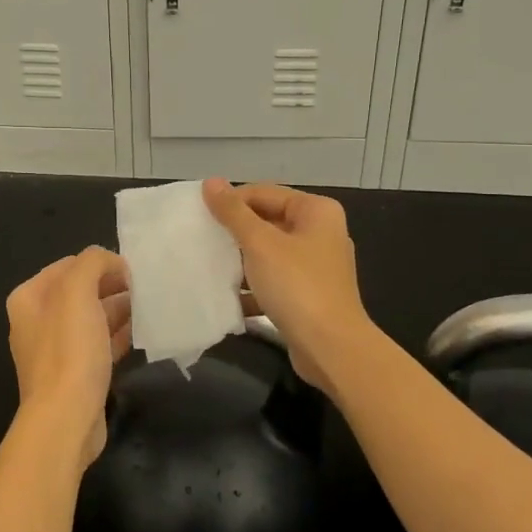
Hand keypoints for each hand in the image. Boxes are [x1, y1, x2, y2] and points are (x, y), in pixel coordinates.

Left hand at [6, 247, 131, 467]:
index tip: (132, 270)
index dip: (100, 264)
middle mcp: (37, 321)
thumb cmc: (69, 350)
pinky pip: (99, 344)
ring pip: (92, 318)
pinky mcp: (74, 374)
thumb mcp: (78, 291)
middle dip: (112, 286)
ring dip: (118, 310)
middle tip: (145, 288)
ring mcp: (55, 350)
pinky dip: (119, 336)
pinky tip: (142, 332)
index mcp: (29, 298)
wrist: (66, 418)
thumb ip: (93, 263)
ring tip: (149, 307)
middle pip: (80, 292)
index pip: (69, 265)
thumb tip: (112, 262)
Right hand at [202, 178, 372, 393]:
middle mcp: (320, 233)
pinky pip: (274, 279)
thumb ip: (233, 212)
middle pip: (267, 221)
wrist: (331, 349)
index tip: (200, 217)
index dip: (231, 202)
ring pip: (269, 252)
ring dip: (241, 260)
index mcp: (316, 211)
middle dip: (234, 232)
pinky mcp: (309, 294)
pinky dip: (253, 286)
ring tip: (209, 266)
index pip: (263, 193)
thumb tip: (211, 182)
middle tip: (201, 240)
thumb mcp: (260, 244)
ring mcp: (316, 266)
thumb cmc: (297, 287)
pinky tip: (227, 297)